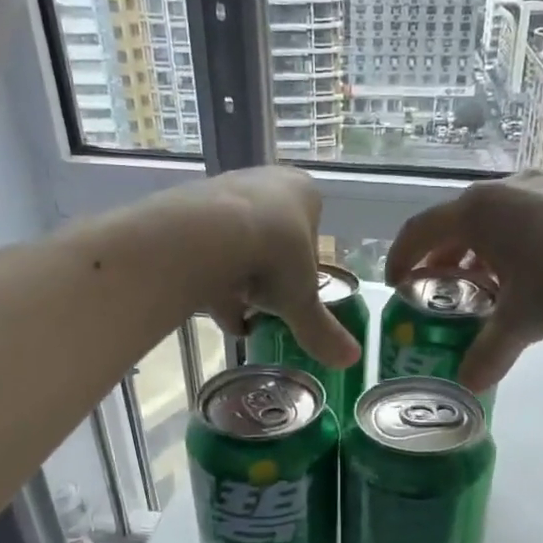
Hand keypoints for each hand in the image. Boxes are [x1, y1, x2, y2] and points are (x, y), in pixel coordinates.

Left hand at [162, 167, 359, 368]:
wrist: (207, 237)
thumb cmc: (273, 258)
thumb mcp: (302, 301)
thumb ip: (322, 330)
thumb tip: (353, 359)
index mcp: (303, 193)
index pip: (312, 233)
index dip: (305, 268)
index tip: (297, 294)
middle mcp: (265, 182)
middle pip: (273, 238)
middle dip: (269, 276)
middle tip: (268, 307)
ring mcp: (224, 192)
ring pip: (239, 245)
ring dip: (240, 282)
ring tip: (241, 319)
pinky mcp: (190, 210)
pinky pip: (207, 251)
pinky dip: (213, 281)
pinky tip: (217, 313)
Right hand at [386, 173, 542, 389]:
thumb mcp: (520, 323)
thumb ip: (488, 353)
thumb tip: (469, 385)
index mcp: (477, 212)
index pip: (420, 231)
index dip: (401, 259)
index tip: (397, 285)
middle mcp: (503, 191)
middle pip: (456, 226)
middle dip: (442, 262)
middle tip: (439, 294)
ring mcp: (540, 189)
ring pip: (493, 224)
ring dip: (479, 257)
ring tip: (484, 292)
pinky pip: (523, 223)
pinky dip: (510, 250)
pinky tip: (526, 281)